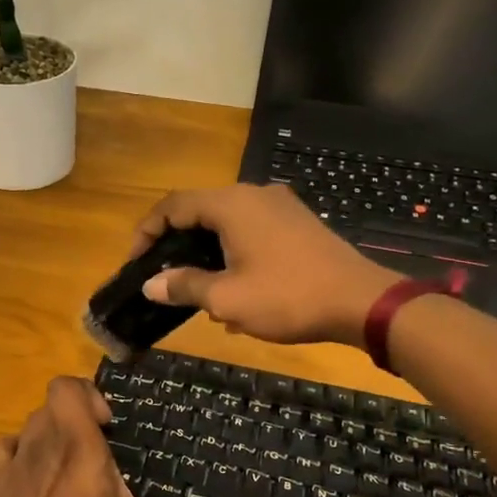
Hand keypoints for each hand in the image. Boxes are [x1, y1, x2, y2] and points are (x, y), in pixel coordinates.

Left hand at [0, 377, 253, 496]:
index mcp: (78, 446)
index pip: (66, 386)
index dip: (87, 394)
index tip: (109, 426)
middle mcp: (42, 443)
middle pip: (52, 405)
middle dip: (76, 417)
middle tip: (98, 450)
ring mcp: (14, 463)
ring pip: (30, 425)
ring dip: (50, 433)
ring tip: (70, 465)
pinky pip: (3, 449)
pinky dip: (19, 452)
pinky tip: (34, 477)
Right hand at [131, 184, 398, 347]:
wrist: (361, 302)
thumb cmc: (287, 297)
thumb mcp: (226, 298)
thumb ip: (184, 286)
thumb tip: (151, 284)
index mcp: (231, 205)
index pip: (172, 206)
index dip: (147, 231)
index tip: (136, 263)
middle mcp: (253, 195)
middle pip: (199, 211)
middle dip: (177, 244)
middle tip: (163, 277)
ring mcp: (279, 206)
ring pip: (226, 223)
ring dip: (206, 253)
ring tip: (200, 291)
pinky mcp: (297, 223)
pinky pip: (251, 230)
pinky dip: (233, 253)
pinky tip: (237, 290)